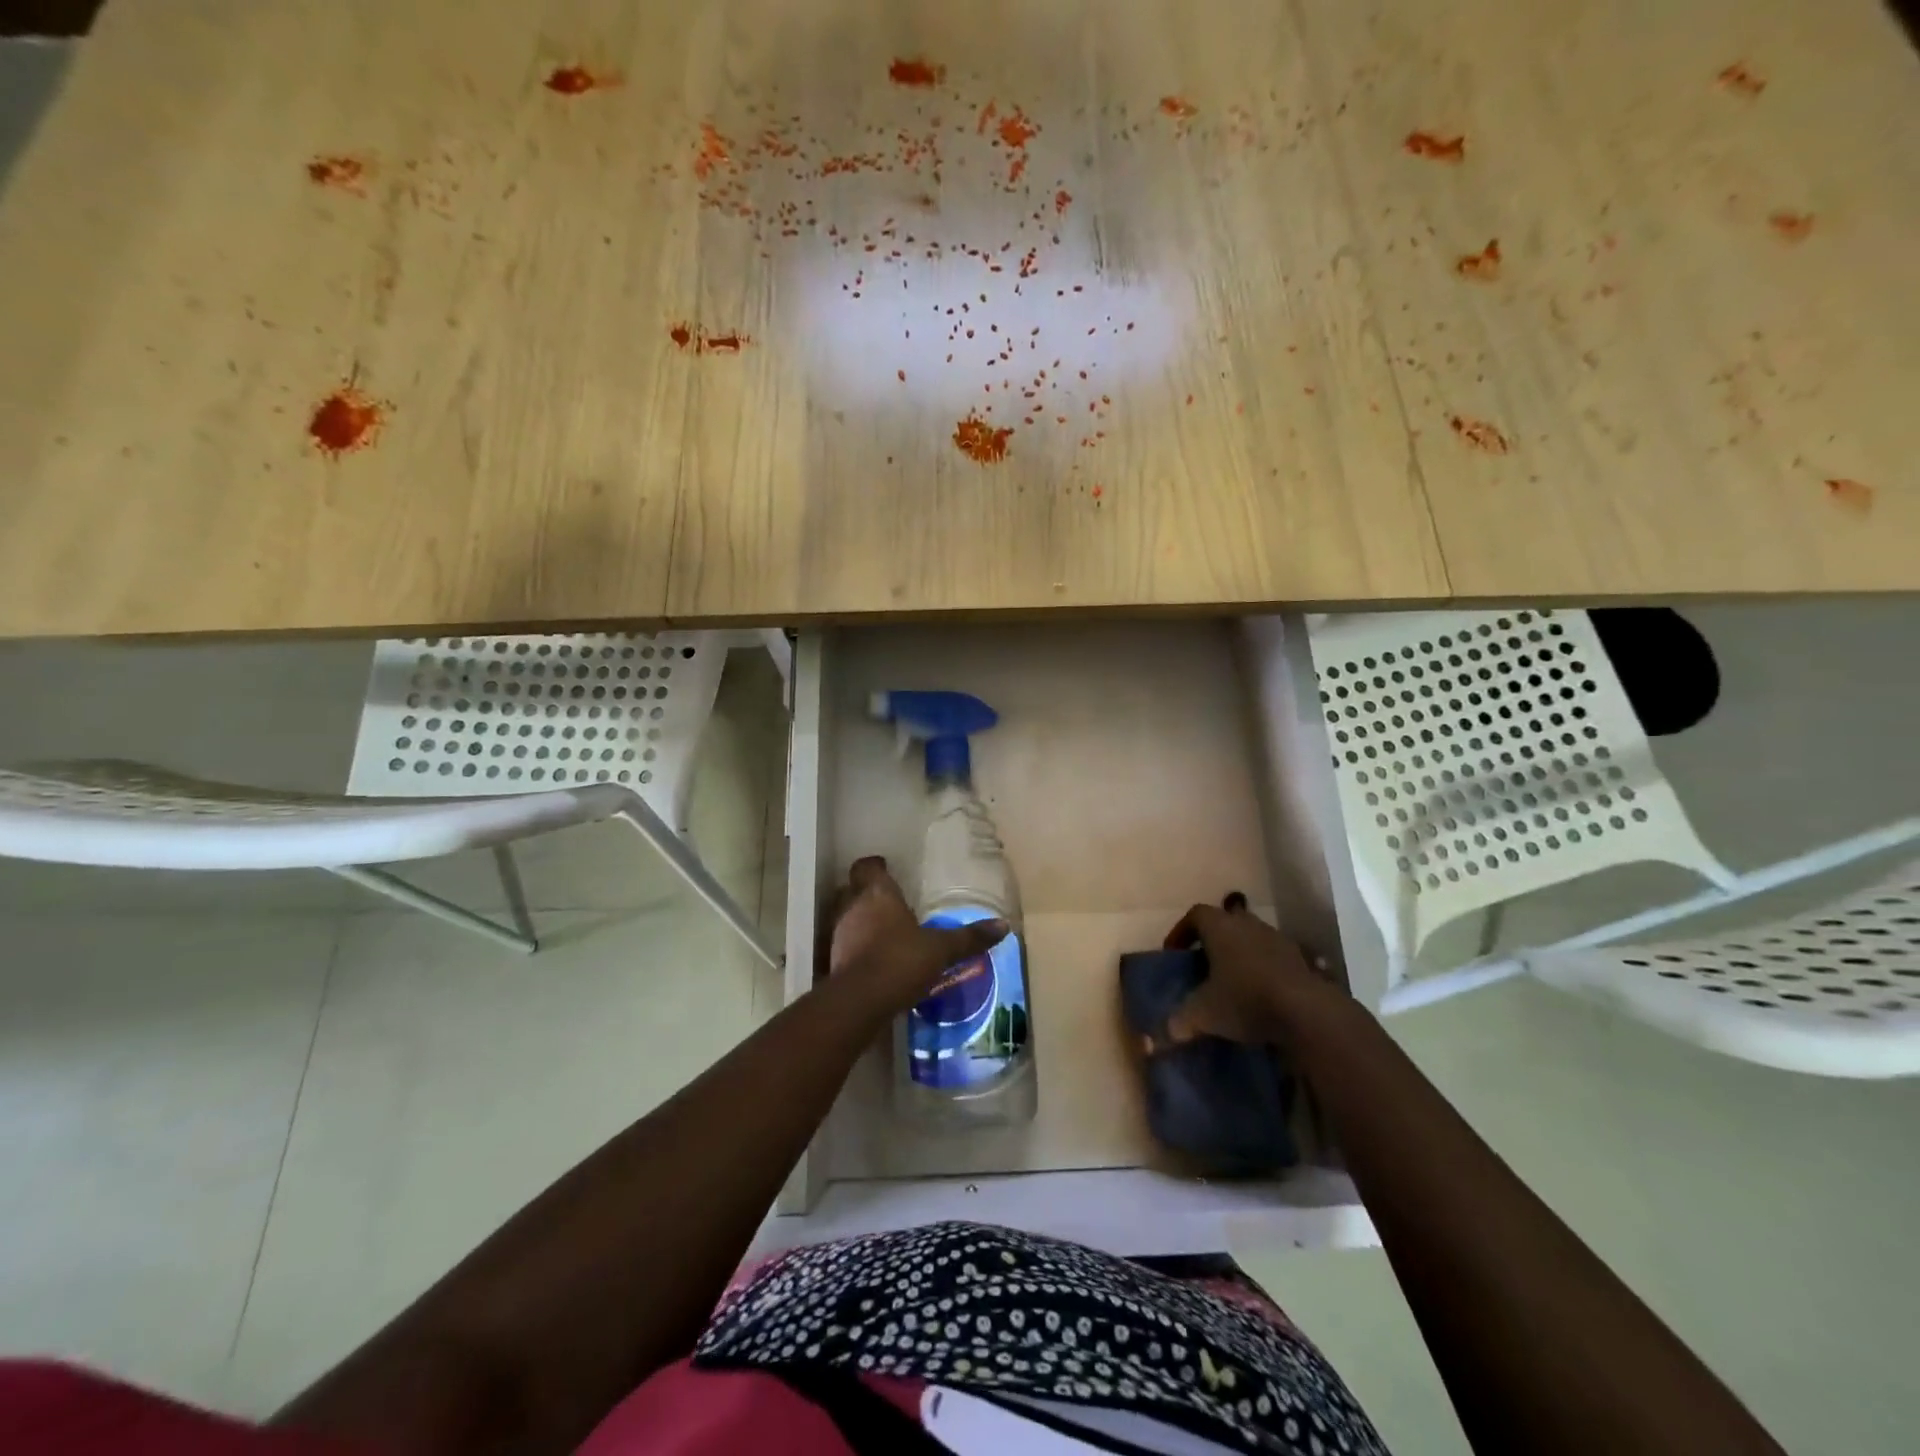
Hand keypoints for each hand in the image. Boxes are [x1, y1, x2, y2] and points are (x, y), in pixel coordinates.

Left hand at [826, 856, 1009, 1015]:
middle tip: (890, 903)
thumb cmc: (901, 961)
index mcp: (879, 894)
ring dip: (861, 921)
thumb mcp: (941, 950)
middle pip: (855, 889)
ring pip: (848, 916)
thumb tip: (1003, 926)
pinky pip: (845, 943)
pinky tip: (874, 960)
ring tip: (884, 933)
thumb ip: (968, 938)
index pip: (868, 867)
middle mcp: (854, 906)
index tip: (886, 869)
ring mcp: (840, 933)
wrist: (861, 1001)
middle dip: (868, 894)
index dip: (876, 866)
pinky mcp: (833, 959)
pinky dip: (856, 947)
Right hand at [1162, 893, 1337, 1043]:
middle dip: (1212, 941)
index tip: (1174, 953)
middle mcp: (1247, 924)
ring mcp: (1277, 939)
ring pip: (1251, 938)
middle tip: (1202, 965)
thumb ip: (1179, 1022)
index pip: (1195, 915)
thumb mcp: (1203, 1014)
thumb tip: (1161, 1037)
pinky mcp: (1300, 959)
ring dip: (1239, 954)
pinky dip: (1262, 969)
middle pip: (1225, 922)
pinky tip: (1260, 995)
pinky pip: (1273, 957)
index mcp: (1220, 926)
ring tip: (1232, 981)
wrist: (1306, 1011)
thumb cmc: (1245, 999)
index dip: (1181, 931)